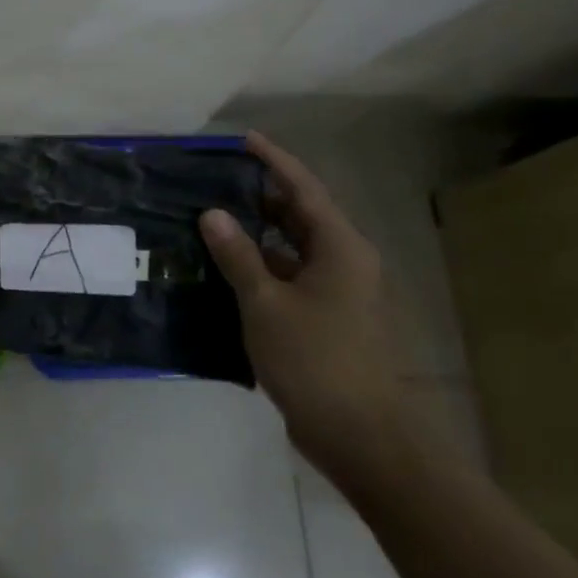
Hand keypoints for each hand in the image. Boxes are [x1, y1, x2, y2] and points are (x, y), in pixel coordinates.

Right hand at [199, 131, 404, 475]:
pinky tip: (228, 271)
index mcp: (340, 247)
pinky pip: (293, 278)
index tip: (243, 140)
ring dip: (259, 236)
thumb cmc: (316, 361)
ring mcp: (340, 293)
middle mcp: (345, 261)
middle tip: (216, 181)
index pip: (303, 189)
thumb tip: (213, 214)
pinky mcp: (330, 320)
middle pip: (301, 215)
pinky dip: (264, 269)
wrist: (363, 437)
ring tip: (214, 220)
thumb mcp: (266, 304)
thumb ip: (238, 256)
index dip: (274, 161)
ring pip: (295, 249)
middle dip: (261, 197)